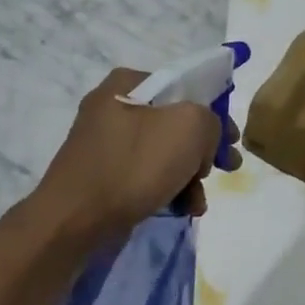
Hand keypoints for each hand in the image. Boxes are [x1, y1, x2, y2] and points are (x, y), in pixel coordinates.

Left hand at [32, 68, 232, 242]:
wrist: (74, 222)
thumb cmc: (133, 165)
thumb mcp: (189, 126)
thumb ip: (211, 119)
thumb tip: (205, 136)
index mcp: (127, 83)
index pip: (185, 85)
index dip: (215, 110)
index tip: (231, 140)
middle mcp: (113, 107)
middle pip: (176, 121)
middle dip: (204, 149)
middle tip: (226, 167)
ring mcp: (106, 144)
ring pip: (164, 152)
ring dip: (190, 175)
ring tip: (200, 200)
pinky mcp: (103, 176)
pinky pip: (146, 175)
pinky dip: (168, 188)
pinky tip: (183, 208)